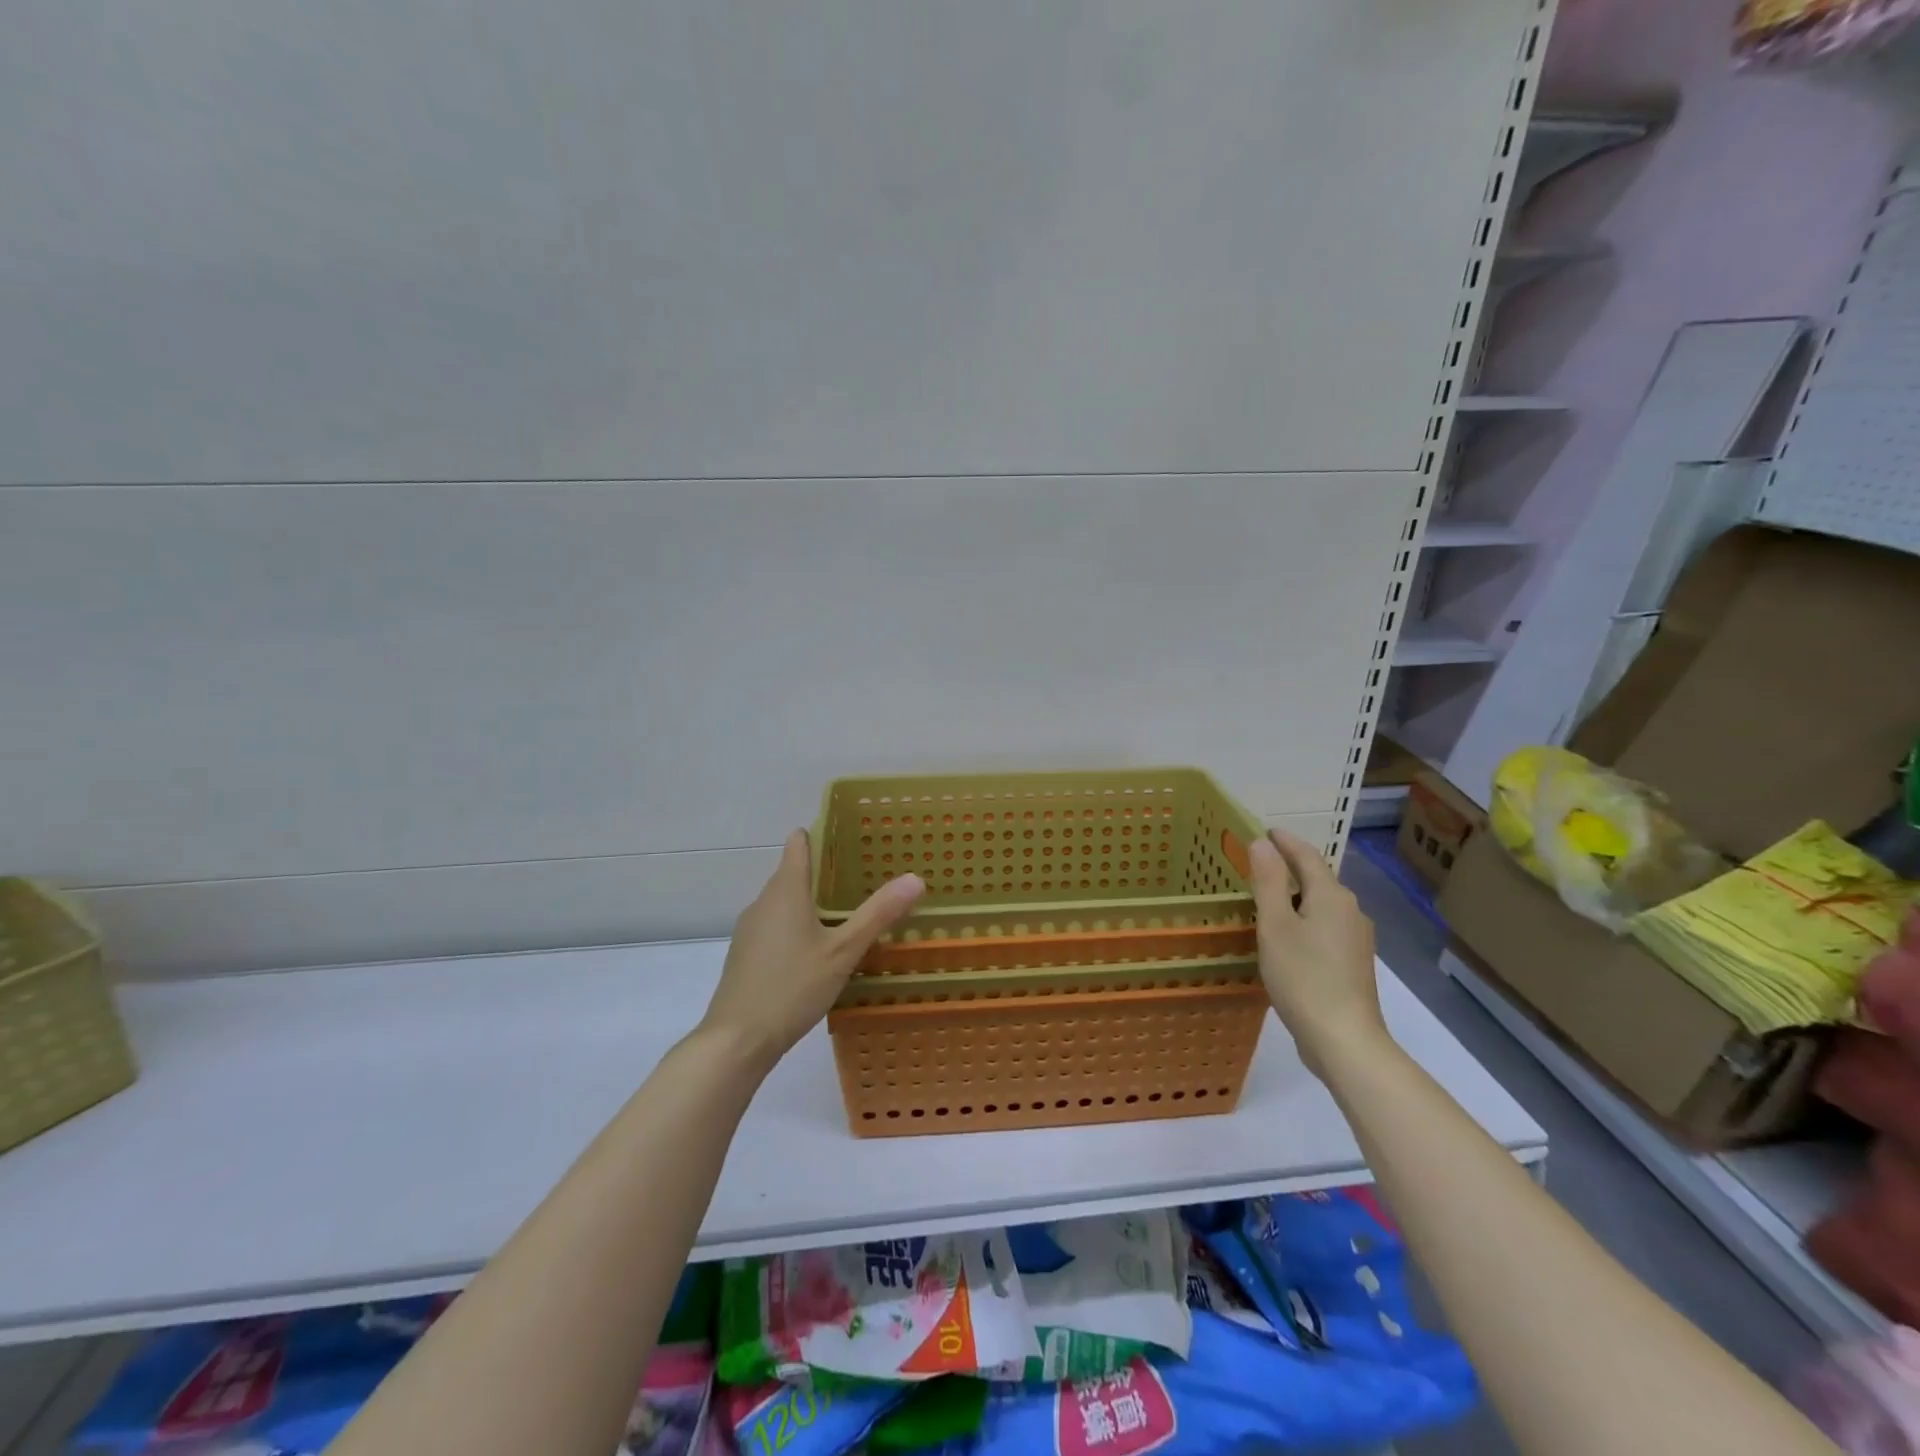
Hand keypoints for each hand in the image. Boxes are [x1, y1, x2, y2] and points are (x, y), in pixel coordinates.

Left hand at [699, 830, 925, 1068]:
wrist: (737, 1040)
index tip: (849, 838)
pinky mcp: (745, 954)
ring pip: (783, 902)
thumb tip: (915, 878)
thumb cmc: (793, 986)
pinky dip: (795, 927)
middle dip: (824, 873)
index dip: (820, 835)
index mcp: (785, 890)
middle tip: (862, 881)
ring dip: (810, 903)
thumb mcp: (843, 951)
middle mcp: (763, 901)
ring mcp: (750, 929)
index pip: (798, 844)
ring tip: (845, 916)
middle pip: (792, 872)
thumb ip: (878, 914)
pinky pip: (775, 926)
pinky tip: (816, 952)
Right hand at [1247, 826, 1386, 1072]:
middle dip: (1290, 866)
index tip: (1264, 831)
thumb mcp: (1275, 925)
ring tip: (1266, 897)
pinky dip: (1303, 919)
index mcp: (1332, 897)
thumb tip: (1263, 843)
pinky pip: (1324, 927)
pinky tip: (1286, 935)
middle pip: (1317, 879)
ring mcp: (1355, 939)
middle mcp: (1350, 911)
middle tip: (1258, 862)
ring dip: (1296, 895)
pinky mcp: (1352, 963)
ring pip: (1321, 905)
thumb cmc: (1303, 977)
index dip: (1285, 841)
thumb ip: (1269, 881)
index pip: (1307, 856)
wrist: (1344, 1040)